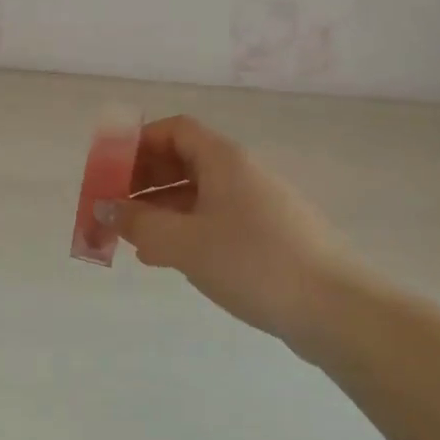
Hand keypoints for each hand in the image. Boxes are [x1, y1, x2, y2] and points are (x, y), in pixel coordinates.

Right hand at [108, 116, 350, 344]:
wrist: (335, 309)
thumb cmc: (253, 263)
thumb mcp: (184, 242)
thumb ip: (138, 222)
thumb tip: (104, 209)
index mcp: (224, 160)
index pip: (175, 130)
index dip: (138, 142)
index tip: (109, 169)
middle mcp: (241, 174)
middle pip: (183, 161)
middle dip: (142, 180)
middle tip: (112, 207)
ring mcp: (256, 206)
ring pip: (196, 195)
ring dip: (159, 209)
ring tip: (130, 238)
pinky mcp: (266, 237)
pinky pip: (213, 221)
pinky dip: (183, 231)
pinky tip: (164, 258)